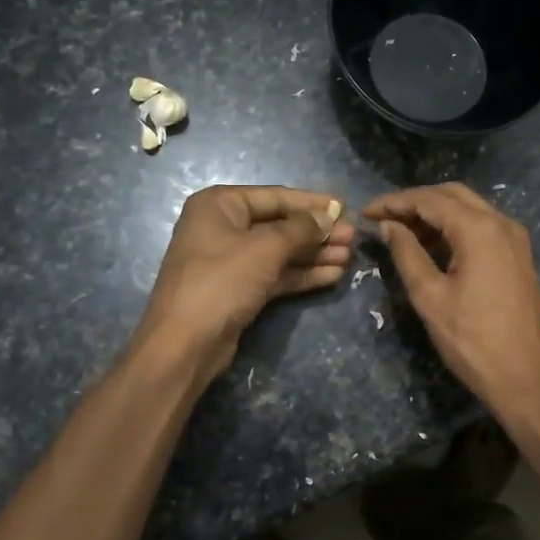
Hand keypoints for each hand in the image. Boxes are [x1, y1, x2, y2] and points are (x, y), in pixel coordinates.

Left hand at [133, 185, 352, 380]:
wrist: (185, 343)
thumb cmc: (222, 282)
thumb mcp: (265, 248)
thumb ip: (301, 228)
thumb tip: (329, 215)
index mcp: (220, 204)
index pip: (276, 196)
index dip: (313, 203)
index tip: (346, 207)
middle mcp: (223, 227)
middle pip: (280, 224)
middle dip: (317, 232)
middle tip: (354, 238)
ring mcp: (230, 260)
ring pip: (280, 251)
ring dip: (314, 254)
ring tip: (350, 257)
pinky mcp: (238, 289)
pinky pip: (275, 274)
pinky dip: (302, 274)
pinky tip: (333, 275)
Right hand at [363, 183, 539, 430]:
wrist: (528, 379)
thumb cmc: (473, 341)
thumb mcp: (430, 297)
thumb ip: (407, 254)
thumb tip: (389, 226)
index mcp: (479, 229)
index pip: (429, 199)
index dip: (394, 202)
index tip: (366, 212)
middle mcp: (502, 223)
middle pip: (452, 195)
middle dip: (415, 202)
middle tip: (383, 219)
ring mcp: (515, 240)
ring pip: (470, 209)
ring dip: (435, 214)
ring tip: (401, 233)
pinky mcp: (519, 257)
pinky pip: (483, 228)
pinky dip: (455, 228)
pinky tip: (433, 247)